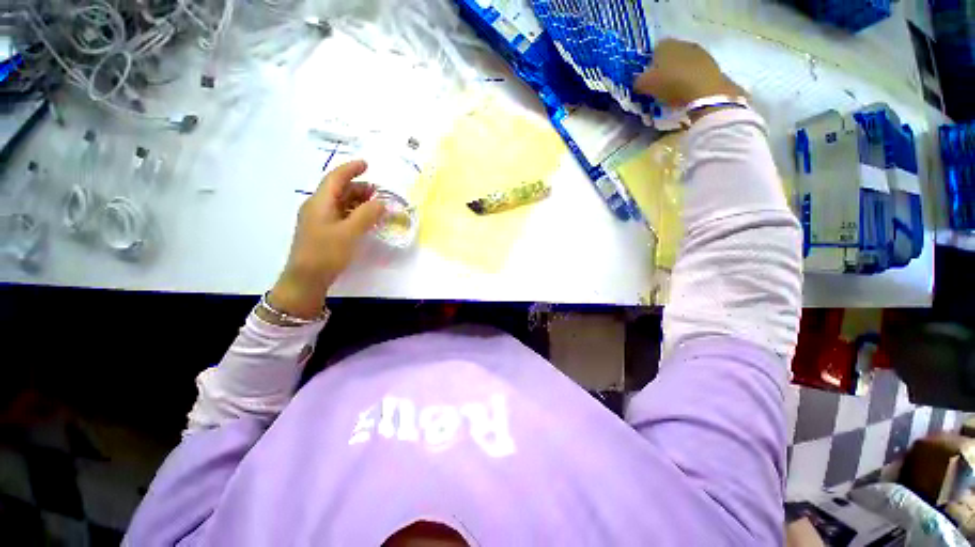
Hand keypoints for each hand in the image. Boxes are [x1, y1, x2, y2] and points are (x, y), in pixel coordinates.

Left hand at [266, 160, 384, 320]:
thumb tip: (381, 202)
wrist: (306, 279)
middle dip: (358, 187)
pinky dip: (354, 213)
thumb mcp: (349, 233)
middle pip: (338, 190)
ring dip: (357, 201)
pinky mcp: (323, 232)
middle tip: (378, 192)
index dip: (351, 169)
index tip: (366, 164)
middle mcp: (317, 207)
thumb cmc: (326, 253)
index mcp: (319, 203)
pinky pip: (340, 215)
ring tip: (375, 205)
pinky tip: (365, 220)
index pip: (335, 178)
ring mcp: (319, 220)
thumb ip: (366, 215)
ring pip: (340, 203)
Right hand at [635, 40, 745, 112]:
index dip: (648, 67)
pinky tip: (685, 93)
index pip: (653, 52)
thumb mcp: (645, 85)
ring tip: (672, 93)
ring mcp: (699, 52)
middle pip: (669, 57)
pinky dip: (689, 81)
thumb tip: (637, 81)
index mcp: (665, 44)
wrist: (704, 91)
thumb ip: (638, 81)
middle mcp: (683, 43)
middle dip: (664, 70)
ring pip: (682, 64)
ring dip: (677, 75)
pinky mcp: (711, 64)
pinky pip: (694, 72)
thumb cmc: (671, 84)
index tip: (647, 81)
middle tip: (658, 88)